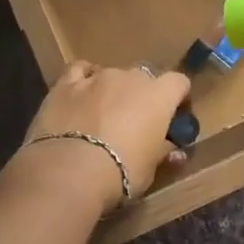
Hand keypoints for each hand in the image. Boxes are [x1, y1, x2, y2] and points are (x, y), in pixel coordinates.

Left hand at [20, 62, 192, 212]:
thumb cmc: (123, 171)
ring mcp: (96, 77)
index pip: (178, 83)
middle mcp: (130, 77)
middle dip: (142, 94)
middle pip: (144, 77)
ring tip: (103, 114)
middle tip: (135, 121)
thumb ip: (164, 153)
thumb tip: (175, 151)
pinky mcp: (65, 84)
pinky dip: (82, 80)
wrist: (71, 169)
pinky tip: (80, 93)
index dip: (178, 98)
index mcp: (159, 95)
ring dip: (112, 89)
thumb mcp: (151, 168)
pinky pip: (79, 71)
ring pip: (111, 74)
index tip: (174, 117)